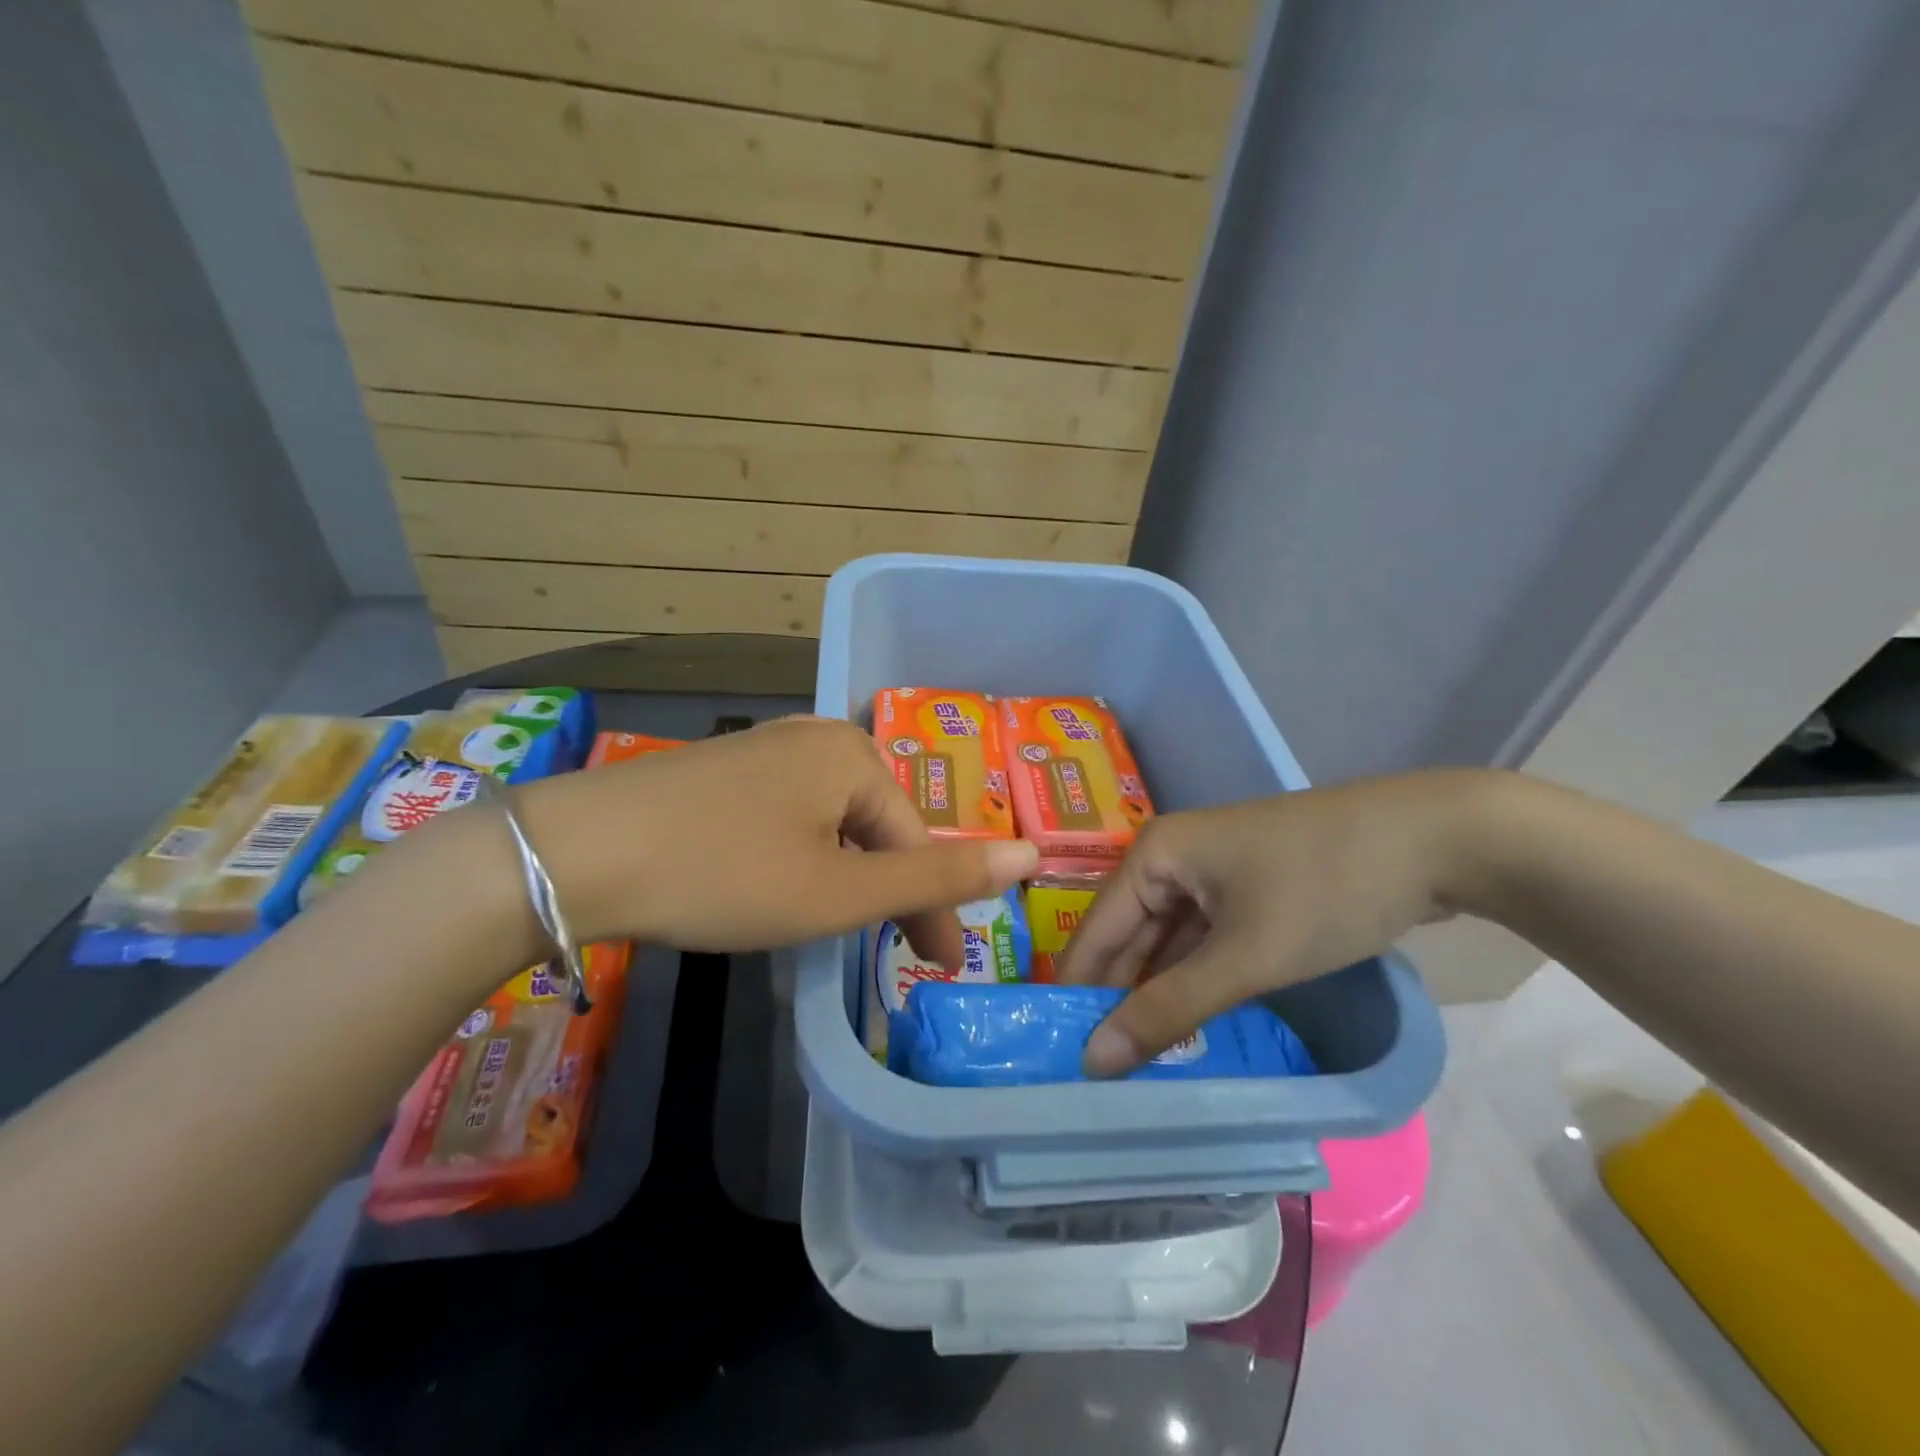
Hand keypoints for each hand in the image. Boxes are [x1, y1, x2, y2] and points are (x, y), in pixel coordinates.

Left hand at [512, 716, 1037, 964]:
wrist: (578, 851)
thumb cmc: (725, 873)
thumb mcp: (840, 890)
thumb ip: (937, 877)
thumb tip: (1030, 855)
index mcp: (855, 754)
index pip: (917, 841)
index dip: (934, 910)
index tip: (940, 970)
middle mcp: (816, 736)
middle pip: (877, 826)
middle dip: (890, 891)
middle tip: (896, 954)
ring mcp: (766, 748)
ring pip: (834, 822)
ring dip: (848, 876)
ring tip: (843, 925)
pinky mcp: (725, 769)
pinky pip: (791, 814)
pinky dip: (804, 857)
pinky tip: (784, 882)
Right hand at [1055, 771, 1494, 1073]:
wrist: (1436, 838)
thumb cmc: (1326, 887)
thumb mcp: (1247, 956)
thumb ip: (1169, 1009)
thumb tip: (1095, 1061)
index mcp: (1152, 856)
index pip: (1092, 935)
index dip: (1079, 998)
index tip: (1065, 1064)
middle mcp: (1169, 859)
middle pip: (1127, 940)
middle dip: (1119, 1003)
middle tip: (1106, 1080)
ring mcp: (1209, 874)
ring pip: (1167, 945)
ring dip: (1159, 998)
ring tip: (1140, 1068)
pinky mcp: (1245, 890)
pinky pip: (1202, 942)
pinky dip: (1196, 982)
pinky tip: (1190, 1028)